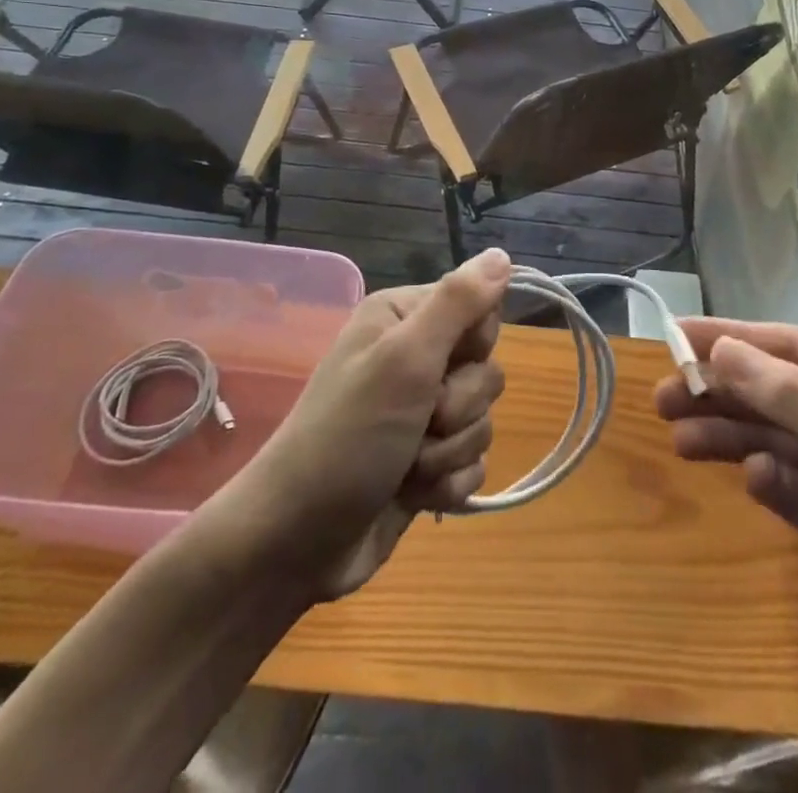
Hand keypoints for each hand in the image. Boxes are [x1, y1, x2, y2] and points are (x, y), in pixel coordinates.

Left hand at [218, 249, 509, 601]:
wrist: (295, 543)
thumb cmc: (348, 437)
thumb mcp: (404, 359)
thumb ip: (458, 303)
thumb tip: (501, 254)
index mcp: (403, 319)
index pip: (479, 310)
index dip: (474, 343)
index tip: (443, 365)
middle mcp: (413, 358)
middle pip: (486, 369)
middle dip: (459, 407)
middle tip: (419, 421)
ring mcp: (420, 414)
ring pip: (482, 419)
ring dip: (450, 451)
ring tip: (407, 465)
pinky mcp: (427, 463)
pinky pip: (473, 463)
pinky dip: (447, 483)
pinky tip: (413, 494)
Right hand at [653, 320, 797, 736]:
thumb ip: (793, 397)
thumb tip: (721, 349)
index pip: (791, 347)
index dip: (731, 338)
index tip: (675, 334)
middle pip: (773, 392)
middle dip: (721, 391)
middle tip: (663, 396)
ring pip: (770, 438)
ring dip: (727, 434)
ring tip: (677, 436)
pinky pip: (785, 488)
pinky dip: (764, 482)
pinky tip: (751, 484)